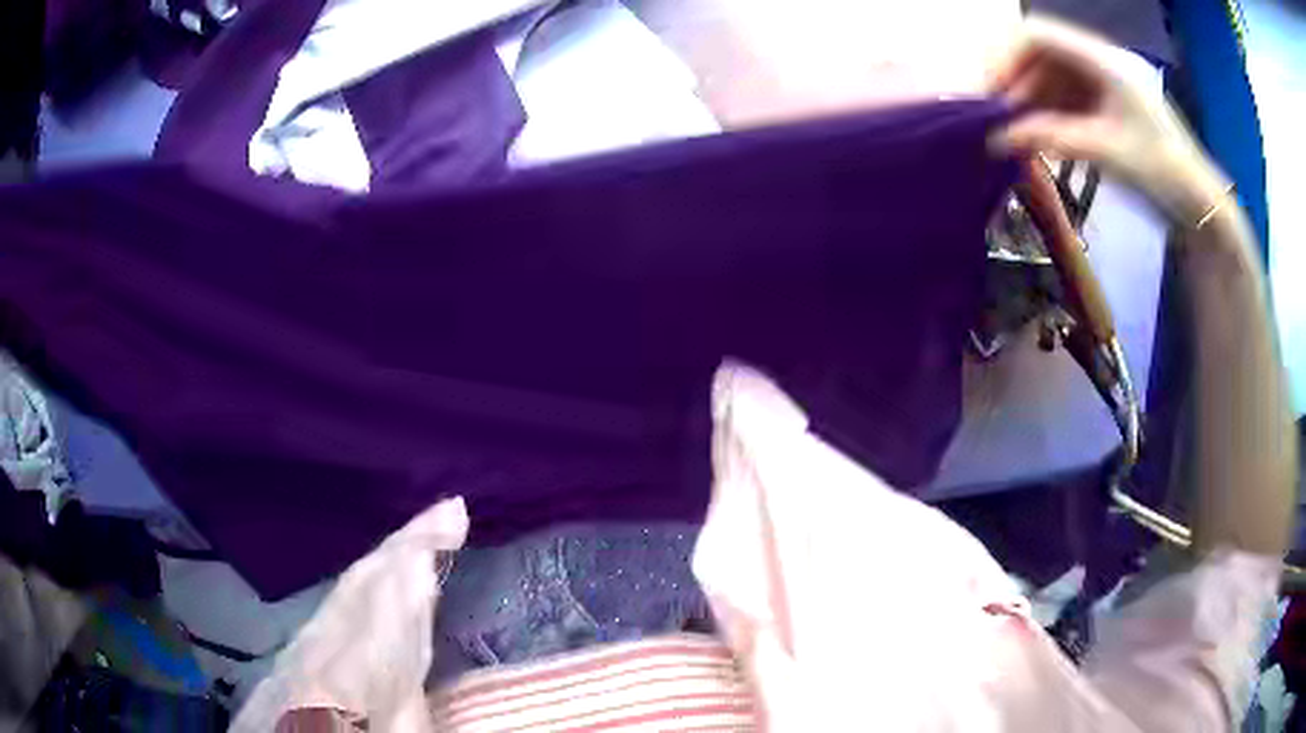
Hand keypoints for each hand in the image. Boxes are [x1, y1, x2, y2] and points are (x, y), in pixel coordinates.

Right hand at [987, 17, 1229, 224]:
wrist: (1200, 206)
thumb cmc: (1162, 173)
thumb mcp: (1108, 152)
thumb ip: (1052, 137)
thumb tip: (996, 137)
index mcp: (1103, 60)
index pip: (1038, 35)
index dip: (1007, 57)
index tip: (991, 95)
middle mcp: (1098, 62)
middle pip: (1040, 55)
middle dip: (1014, 83)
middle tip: (999, 122)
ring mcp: (1102, 84)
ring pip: (1049, 79)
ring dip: (1029, 103)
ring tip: (1017, 137)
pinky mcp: (1105, 107)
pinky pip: (1064, 100)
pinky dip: (1047, 117)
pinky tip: (1041, 141)